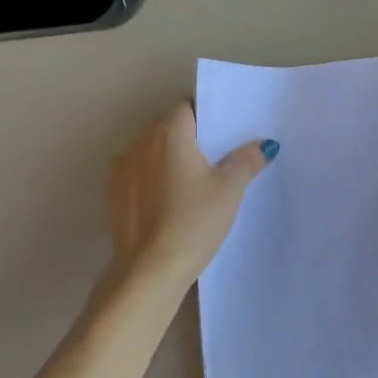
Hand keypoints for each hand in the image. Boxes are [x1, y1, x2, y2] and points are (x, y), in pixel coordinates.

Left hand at [106, 101, 275, 292]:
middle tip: (215, 161)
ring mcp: (121, 168)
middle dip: (189, 138)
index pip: (187, 108)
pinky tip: (168, 203)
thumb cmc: (194, 222)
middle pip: (167, 128)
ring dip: (168, 159)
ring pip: (150, 152)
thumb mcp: (230, 190)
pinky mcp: (113, 194)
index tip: (224, 136)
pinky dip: (152, 180)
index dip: (207, 118)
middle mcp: (139, 142)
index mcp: (169, 133)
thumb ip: (247, 161)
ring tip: (191, 185)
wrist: (150, 269)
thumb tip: (264, 145)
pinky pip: (137, 175)